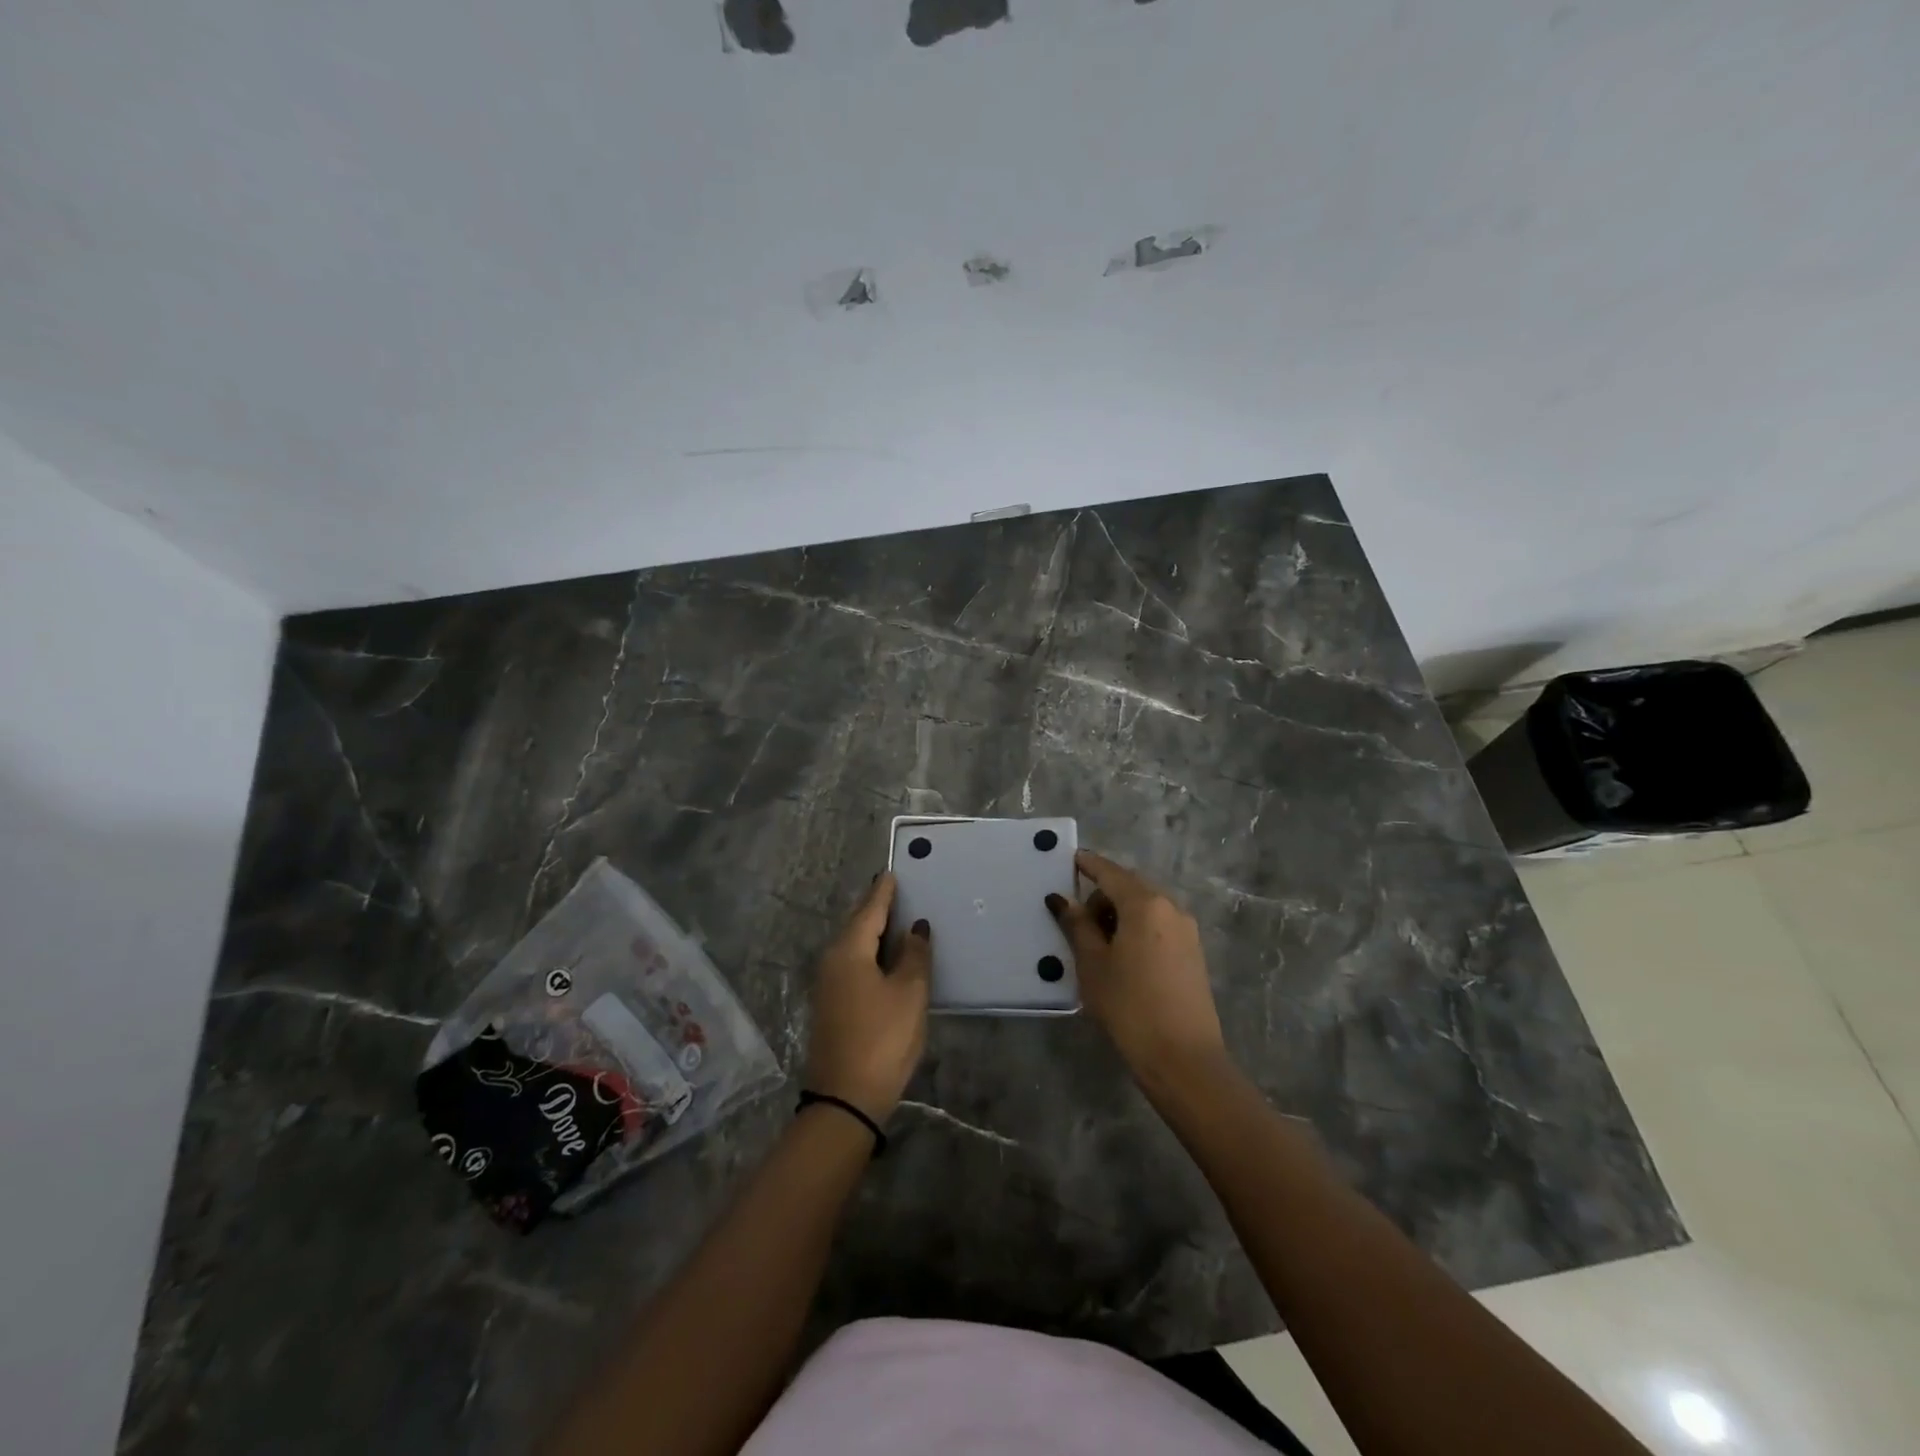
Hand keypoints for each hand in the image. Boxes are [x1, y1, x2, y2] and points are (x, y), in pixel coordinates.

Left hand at [804, 873, 930, 1121]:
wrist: (845, 1099)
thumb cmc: (882, 1038)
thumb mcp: (909, 993)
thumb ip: (914, 955)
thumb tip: (915, 928)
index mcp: (849, 950)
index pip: (870, 909)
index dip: (884, 892)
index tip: (892, 872)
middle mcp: (832, 960)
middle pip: (857, 925)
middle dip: (876, 908)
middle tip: (896, 891)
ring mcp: (828, 984)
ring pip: (854, 946)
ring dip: (874, 932)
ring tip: (897, 920)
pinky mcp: (831, 1005)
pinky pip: (853, 964)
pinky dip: (870, 953)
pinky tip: (886, 957)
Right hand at [1047, 850, 1229, 1089]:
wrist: (1183, 1058)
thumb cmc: (1129, 1005)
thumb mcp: (1093, 964)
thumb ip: (1077, 925)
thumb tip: (1062, 899)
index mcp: (1145, 904)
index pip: (1110, 873)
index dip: (1089, 865)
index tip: (1071, 858)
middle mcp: (1171, 908)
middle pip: (1129, 888)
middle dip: (1102, 897)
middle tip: (1077, 924)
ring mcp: (1187, 932)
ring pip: (1145, 909)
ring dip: (1119, 916)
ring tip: (1097, 947)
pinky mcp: (1193, 954)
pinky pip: (1158, 928)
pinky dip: (1136, 931)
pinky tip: (1121, 959)